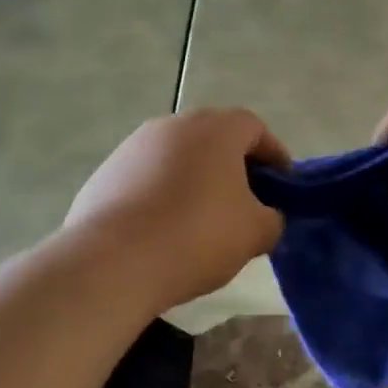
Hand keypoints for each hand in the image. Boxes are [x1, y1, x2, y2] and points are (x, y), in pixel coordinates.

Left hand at [64, 110, 289, 310]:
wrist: (112, 262)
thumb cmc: (197, 235)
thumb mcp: (255, 233)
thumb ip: (273, 218)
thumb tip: (266, 217)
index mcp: (216, 129)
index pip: (255, 129)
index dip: (274, 156)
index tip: (282, 188)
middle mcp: (174, 125)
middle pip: (214, 139)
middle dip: (233, 168)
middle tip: (246, 204)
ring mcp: (134, 146)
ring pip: (178, 157)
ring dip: (195, 181)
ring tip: (202, 221)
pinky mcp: (105, 172)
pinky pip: (147, 178)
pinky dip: (162, 195)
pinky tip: (163, 231)